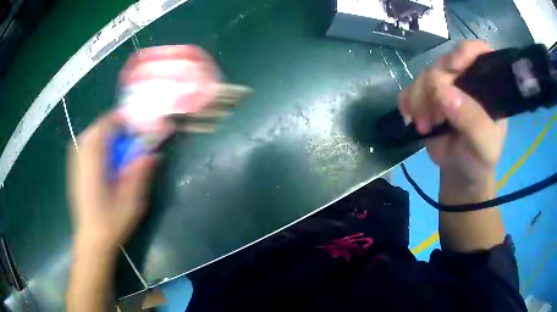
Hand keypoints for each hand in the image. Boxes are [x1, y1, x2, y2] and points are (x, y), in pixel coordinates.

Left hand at [68, 113, 157, 255]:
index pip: (105, 126)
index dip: (124, 119)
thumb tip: (153, 153)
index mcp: (93, 164)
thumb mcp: (131, 203)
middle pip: (98, 127)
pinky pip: (86, 144)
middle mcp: (81, 158)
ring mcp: (76, 162)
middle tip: (132, 135)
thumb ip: (139, 175)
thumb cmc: (111, 224)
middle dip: (116, 125)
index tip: (139, 122)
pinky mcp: (75, 168)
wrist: (91, 240)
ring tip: (121, 144)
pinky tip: (107, 156)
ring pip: (91, 134)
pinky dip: (99, 142)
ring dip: (108, 133)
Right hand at [398, 40, 506, 184]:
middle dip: (435, 86)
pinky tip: (412, 118)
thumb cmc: (479, 158)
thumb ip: (472, 121)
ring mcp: (445, 86)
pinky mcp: (426, 97)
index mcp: (485, 85)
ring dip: (420, 99)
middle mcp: (465, 79)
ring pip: (425, 75)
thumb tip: (443, 93)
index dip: (465, 52)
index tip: (453, 68)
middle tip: (435, 117)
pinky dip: (407, 102)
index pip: (478, 52)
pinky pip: (410, 88)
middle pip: (445, 63)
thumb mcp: (484, 145)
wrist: (460, 172)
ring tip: (425, 125)